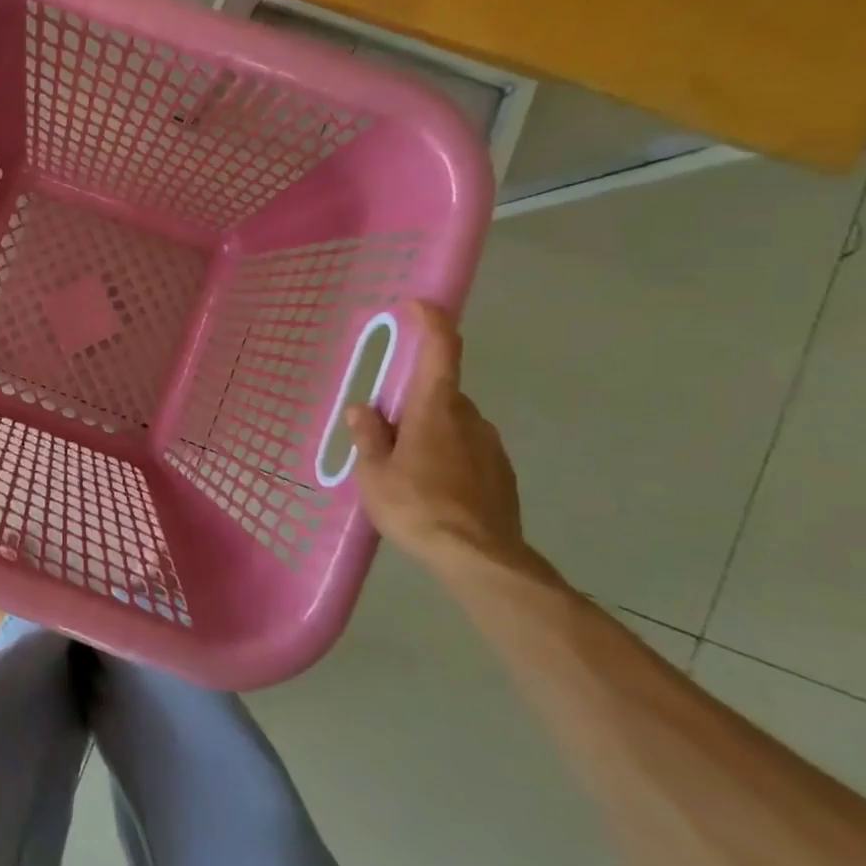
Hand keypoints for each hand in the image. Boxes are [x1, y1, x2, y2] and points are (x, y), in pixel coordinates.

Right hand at [348, 301, 554, 583]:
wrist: (481, 560)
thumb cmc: (417, 507)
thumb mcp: (375, 473)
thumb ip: (368, 436)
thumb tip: (363, 408)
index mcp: (436, 409)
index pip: (441, 350)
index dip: (431, 321)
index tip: (417, 305)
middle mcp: (470, 417)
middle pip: (439, 393)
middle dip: (412, 403)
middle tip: (385, 432)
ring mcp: (491, 446)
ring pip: (453, 423)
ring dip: (430, 432)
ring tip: (406, 470)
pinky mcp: (502, 473)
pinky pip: (467, 450)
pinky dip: (448, 456)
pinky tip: (432, 489)